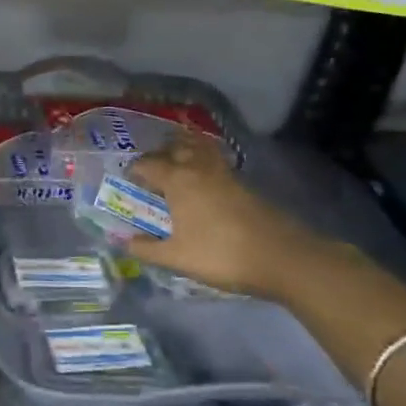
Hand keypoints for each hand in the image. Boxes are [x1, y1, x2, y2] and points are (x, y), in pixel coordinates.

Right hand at [124, 134, 335, 299]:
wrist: (280, 257)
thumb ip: (147, 249)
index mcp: (177, 180)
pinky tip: (203, 180)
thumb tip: (125, 242)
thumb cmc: (220, 255)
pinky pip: (215, 160)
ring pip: (199, 149)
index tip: (128, 179)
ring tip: (176, 161)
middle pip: (174, 148)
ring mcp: (224, 173)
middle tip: (150, 169)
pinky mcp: (243, 183)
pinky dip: (203, 160)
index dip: (135, 170)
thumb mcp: (176, 257)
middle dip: (158, 154)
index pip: (148, 164)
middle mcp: (198, 169)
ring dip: (184, 149)